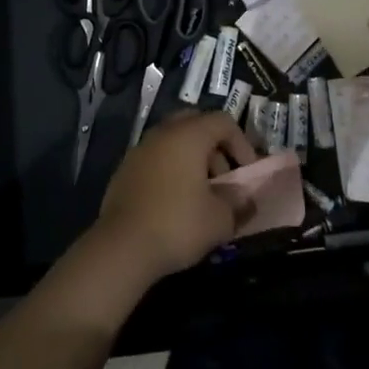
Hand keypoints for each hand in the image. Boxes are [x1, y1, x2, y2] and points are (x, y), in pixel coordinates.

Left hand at [95, 111, 257, 282]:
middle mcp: (163, 132)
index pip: (223, 121)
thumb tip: (245, 198)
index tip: (247, 174)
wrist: (121, 247)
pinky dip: (171, 170)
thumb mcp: (219, 219)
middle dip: (215, 148)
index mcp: (189, 135)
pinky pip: (156, 158)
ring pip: (174, 140)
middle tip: (224, 177)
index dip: (242, 143)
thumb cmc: (177, 224)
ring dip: (192, 159)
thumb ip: (238, 203)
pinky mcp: (125, 169)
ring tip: (200, 194)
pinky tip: (174, 202)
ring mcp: (141, 149)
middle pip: (196, 124)